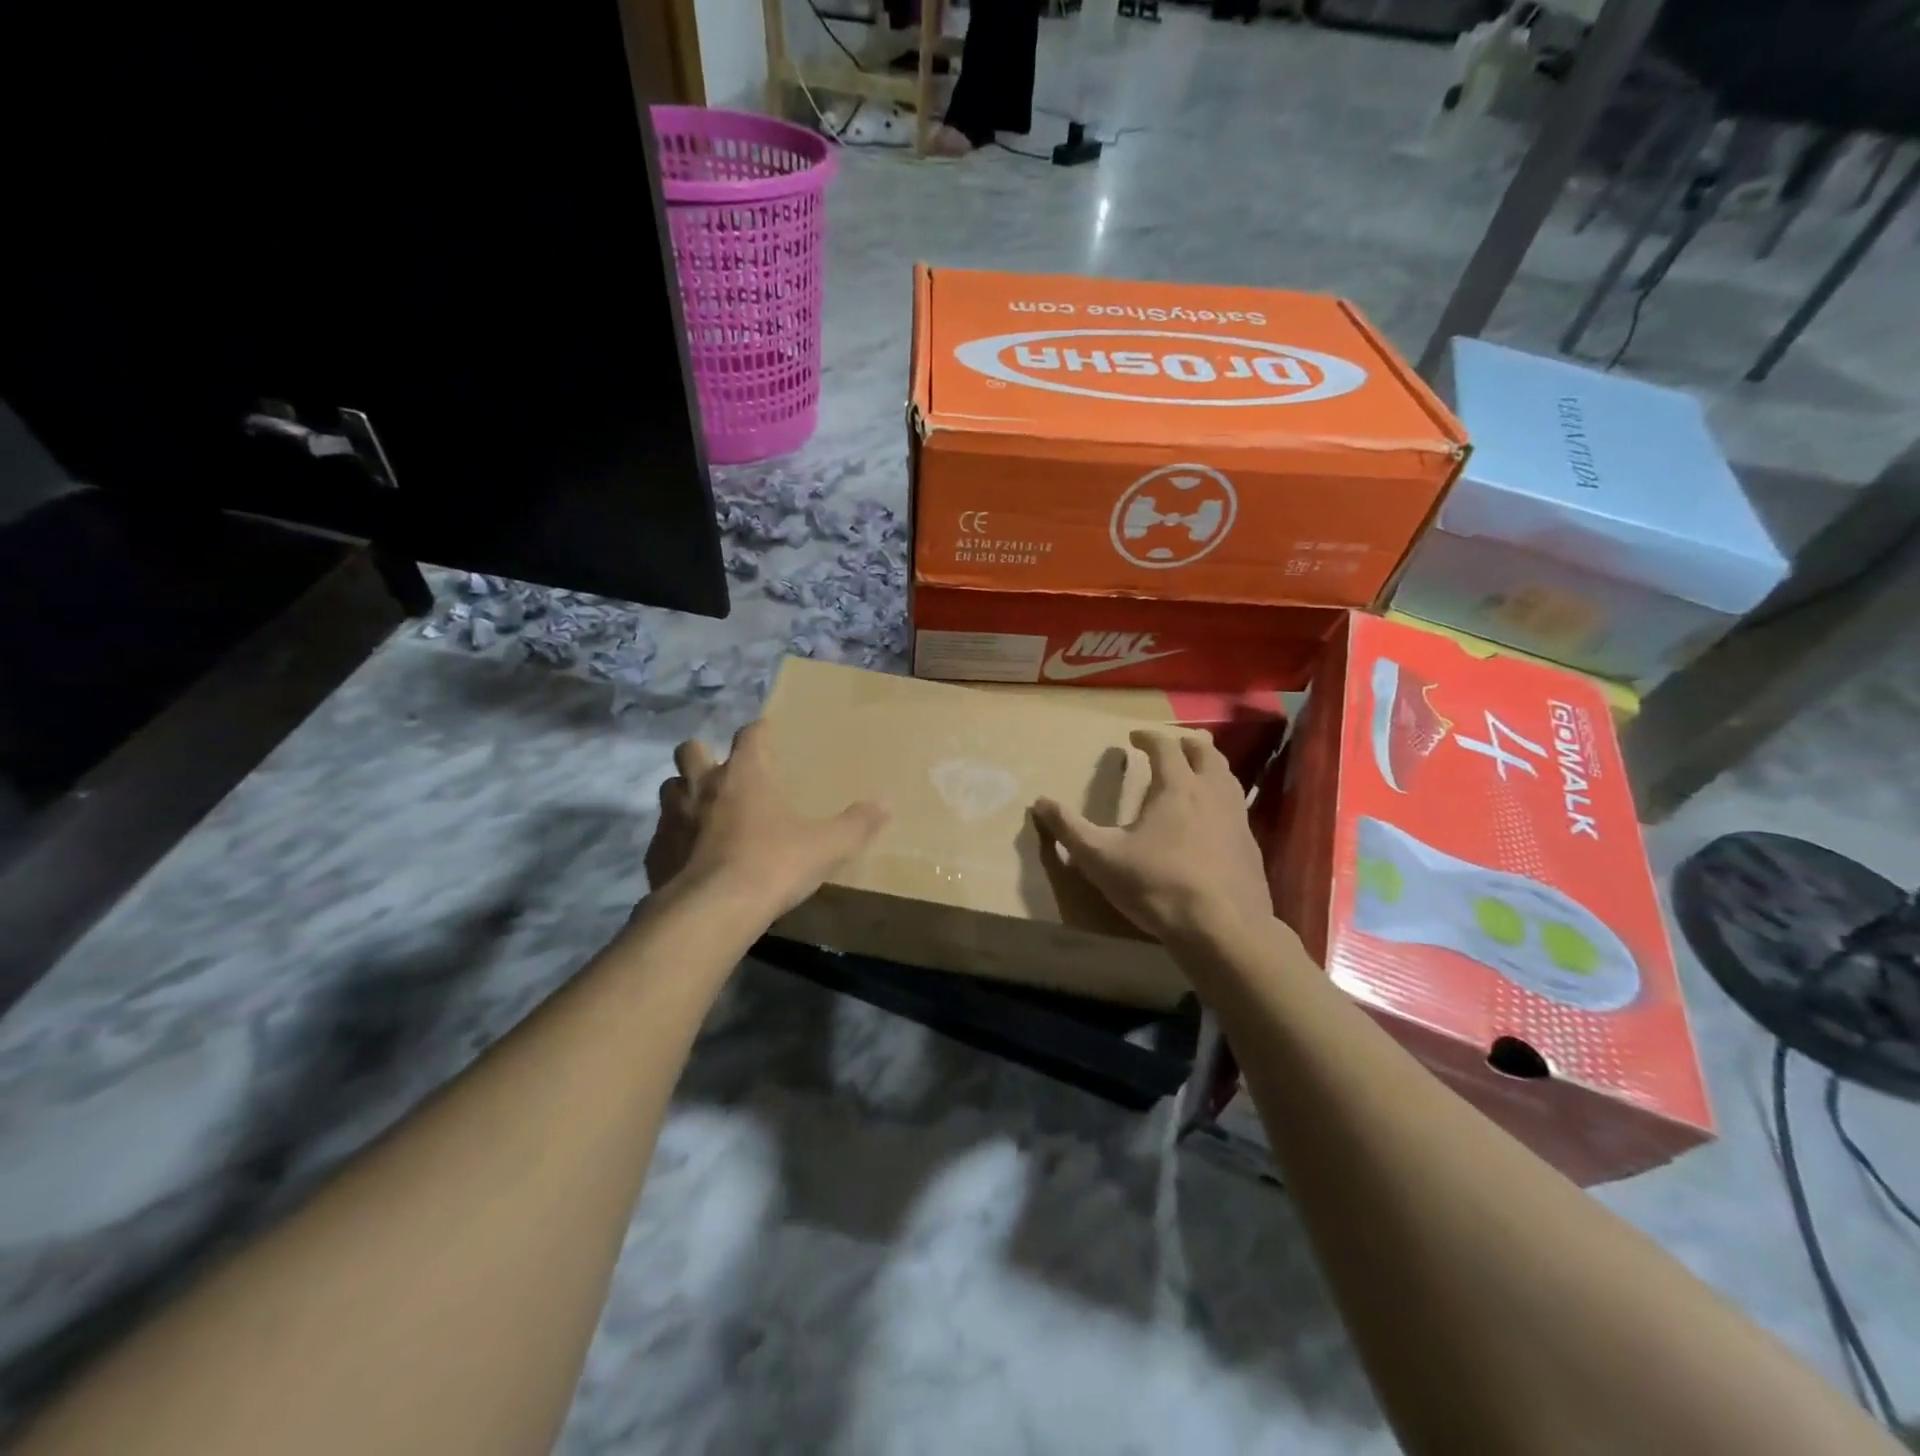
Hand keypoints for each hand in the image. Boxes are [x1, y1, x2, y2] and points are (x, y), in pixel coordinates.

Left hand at [646, 720, 887, 921]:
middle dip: (703, 754)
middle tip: (723, 773)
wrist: (711, 912)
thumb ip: (856, 824)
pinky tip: (690, 858)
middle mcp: (702, 786)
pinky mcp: (655, 852)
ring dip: (683, 793)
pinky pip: (662, 835)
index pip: (749, 734)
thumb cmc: (772, 865)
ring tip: (704, 812)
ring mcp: (672, 818)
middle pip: (691, 750)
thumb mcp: (826, 846)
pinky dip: (674, 839)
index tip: (767, 735)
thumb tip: (886, 804)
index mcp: (744, 774)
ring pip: (669, 788)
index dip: (759, 732)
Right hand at [1033, 729, 1272, 945]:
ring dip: (1209, 766)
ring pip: (1227, 776)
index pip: (1165, 747)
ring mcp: (1237, 818)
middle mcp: (1211, 792)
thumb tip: (1039, 802)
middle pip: (1206, 752)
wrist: (1222, 928)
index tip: (1134, 737)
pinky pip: (1236, 806)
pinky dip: (1221, 798)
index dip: (1148, 737)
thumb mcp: (1100, 858)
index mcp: (1176, 787)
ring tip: (1193, 774)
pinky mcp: (1250, 845)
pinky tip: (1211, 819)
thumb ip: (1069, 829)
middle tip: (1169, 747)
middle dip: (1185, 744)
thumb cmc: (1157, 885)